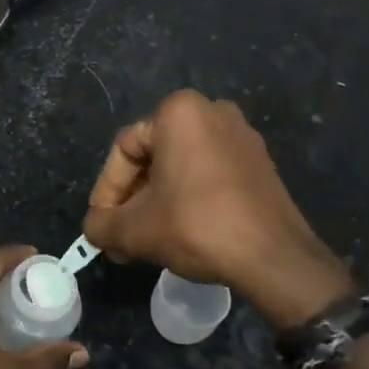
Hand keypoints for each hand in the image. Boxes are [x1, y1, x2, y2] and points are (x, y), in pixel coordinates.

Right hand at [84, 90, 352, 330]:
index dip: (106, 192)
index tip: (101, 225)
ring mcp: (241, 137)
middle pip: (154, 158)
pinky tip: (180, 233)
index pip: (125, 150)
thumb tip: (93, 229)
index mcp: (178, 112)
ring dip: (158, 202)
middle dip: (133, 200)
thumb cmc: (197, 225)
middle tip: (121, 236)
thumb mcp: (135, 229)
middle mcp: (212, 111)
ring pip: (181, 169)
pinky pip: (209, 175)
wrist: (274, 257)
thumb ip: (101, 225)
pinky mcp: (259, 164)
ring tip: (146, 240)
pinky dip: (189, 200)